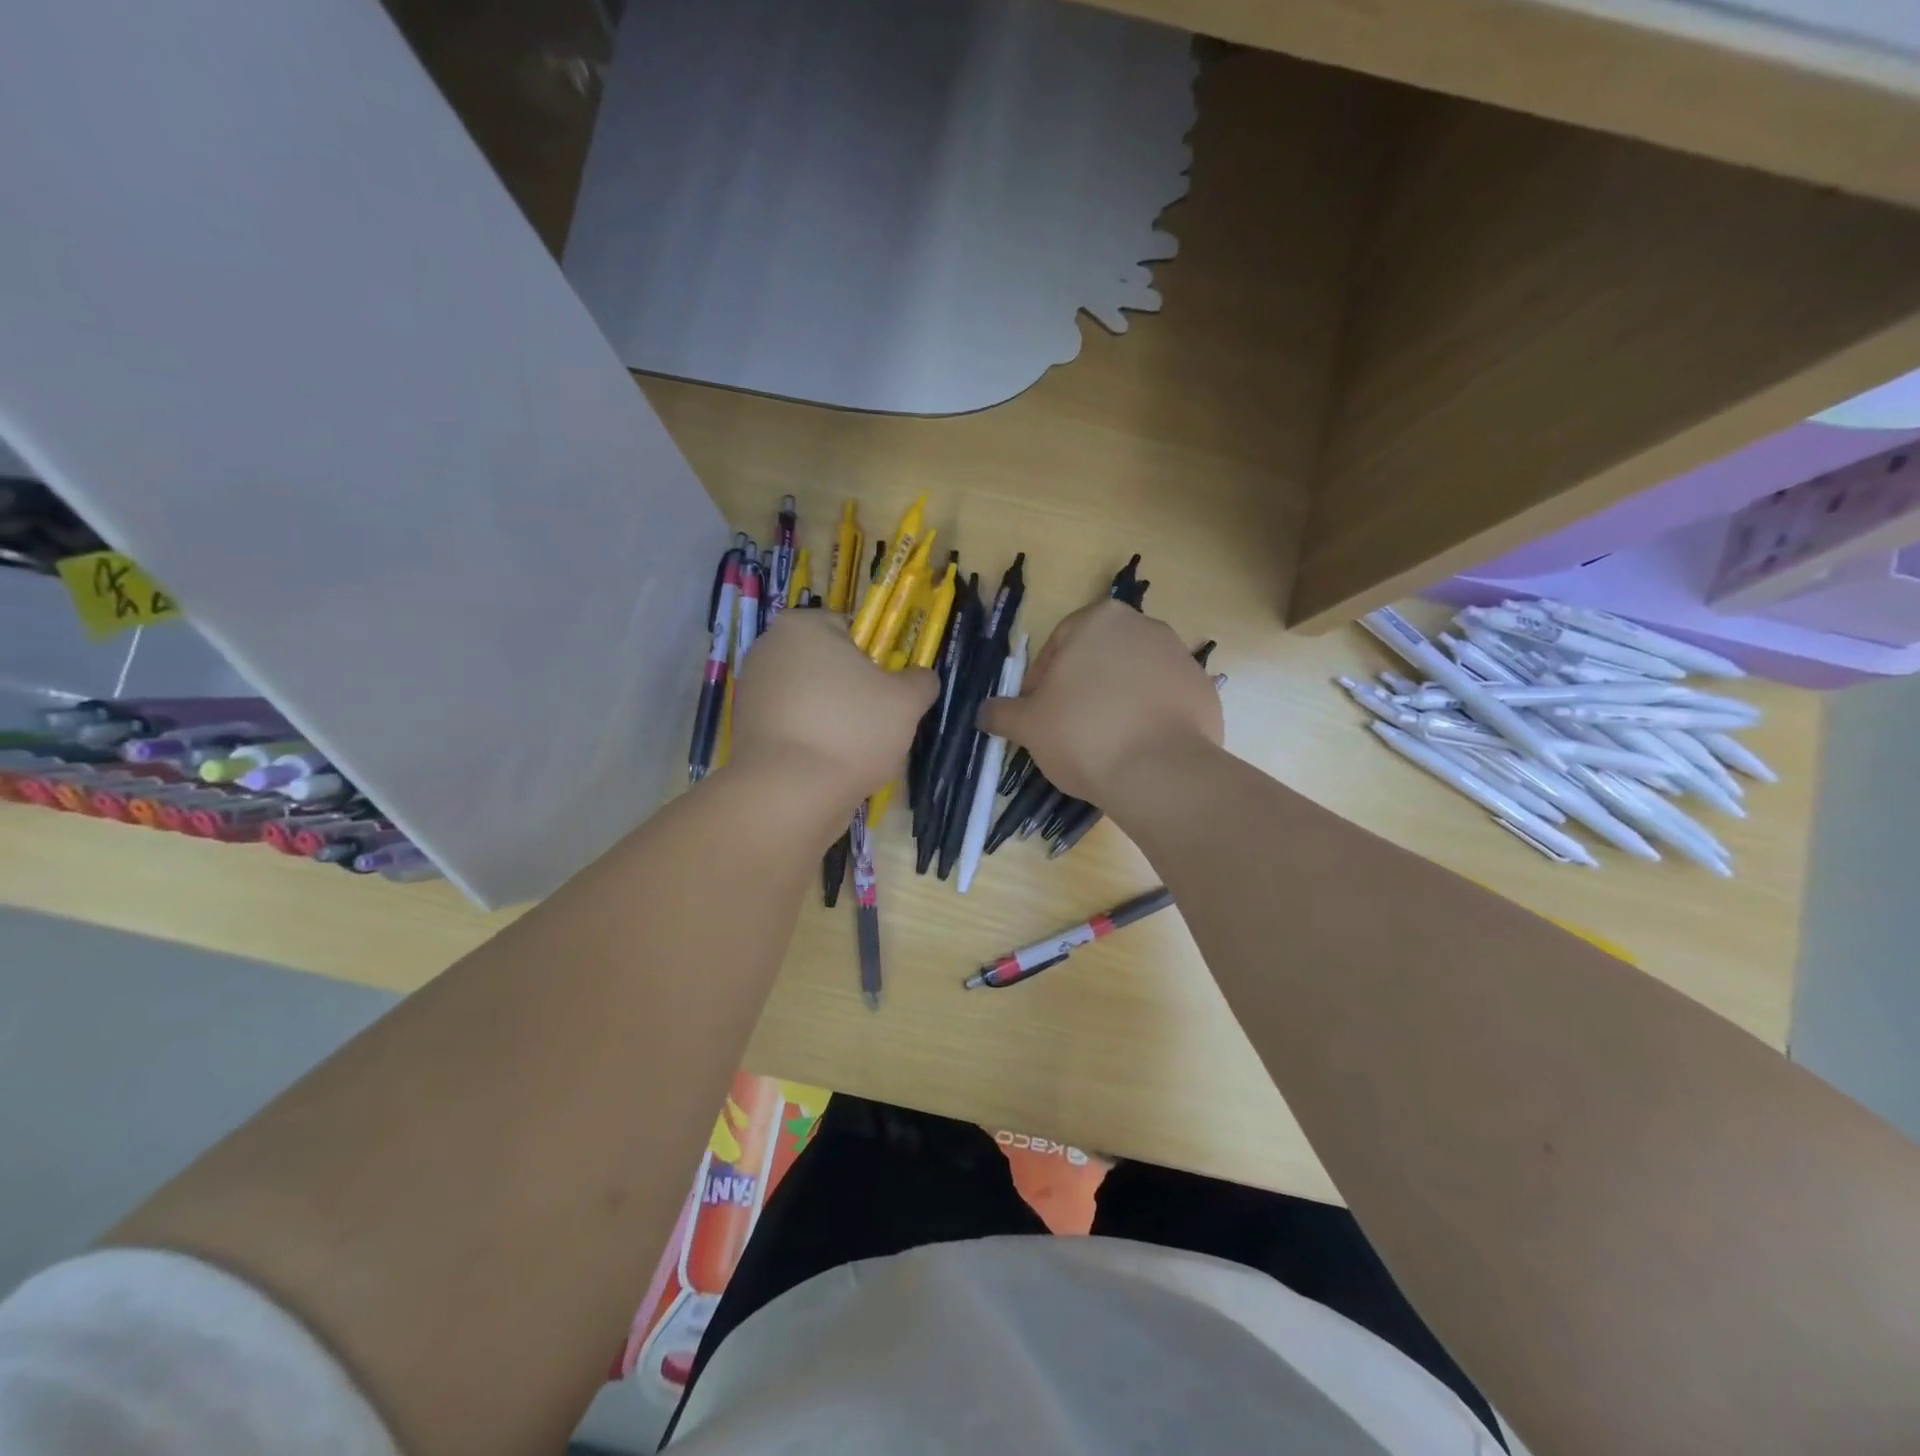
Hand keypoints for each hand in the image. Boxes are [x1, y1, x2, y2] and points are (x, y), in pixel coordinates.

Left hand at [730, 609, 936, 812]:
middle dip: (854, 690)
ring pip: (812, 698)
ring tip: (854, 749)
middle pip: (829, 664)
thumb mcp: (906, 702)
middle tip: (877, 721)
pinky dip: (812, 739)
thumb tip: (920, 678)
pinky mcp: (746, 729)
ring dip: (834, 717)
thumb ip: (920, 681)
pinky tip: (828, 764)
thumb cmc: (850, 730)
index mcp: (802, 626)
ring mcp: (752, 691)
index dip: (878, 658)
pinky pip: (793, 726)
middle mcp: (768, 649)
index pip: (851, 629)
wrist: (789, 793)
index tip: (890, 690)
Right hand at [978, 600, 1222, 803]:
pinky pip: (1164, 700)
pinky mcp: (1204, 690)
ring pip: (1133, 678)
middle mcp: (1145, 626)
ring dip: (1114, 701)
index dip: (1040, 682)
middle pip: (1098, 658)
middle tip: (1066, 728)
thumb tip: (983, 713)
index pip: (1058, 645)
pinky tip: (1136, 749)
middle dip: (1080, 688)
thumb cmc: (1083, 733)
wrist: (1160, 771)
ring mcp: (1181, 657)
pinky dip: (1147, 718)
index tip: (1038, 715)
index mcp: (1099, 619)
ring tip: (1103, 742)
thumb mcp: (1028, 725)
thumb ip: (1002, 713)